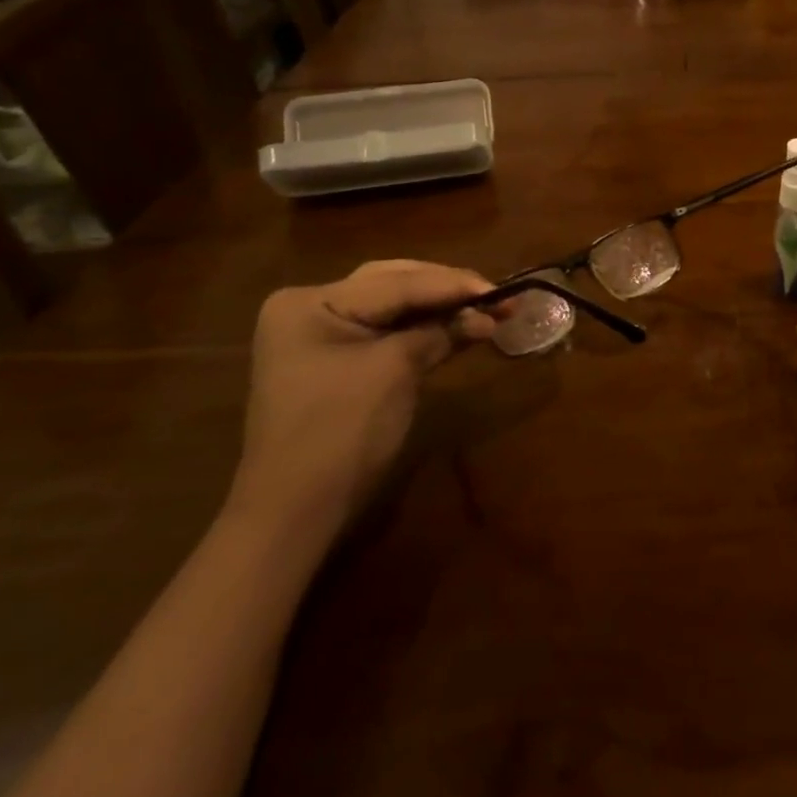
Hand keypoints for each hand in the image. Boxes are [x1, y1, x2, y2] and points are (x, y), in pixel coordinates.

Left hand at [227, 260, 500, 541]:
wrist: (294, 513)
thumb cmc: (341, 432)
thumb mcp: (395, 371)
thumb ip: (440, 332)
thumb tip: (486, 315)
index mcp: (312, 301)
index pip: (397, 283)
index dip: (453, 285)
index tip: (502, 289)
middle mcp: (311, 307)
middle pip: (393, 285)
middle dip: (446, 290)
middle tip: (495, 295)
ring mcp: (321, 335)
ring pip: (393, 307)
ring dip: (439, 309)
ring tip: (487, 309)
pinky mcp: (336, 361)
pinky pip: (386, 332)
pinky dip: (422, 331)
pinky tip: (459, 328)